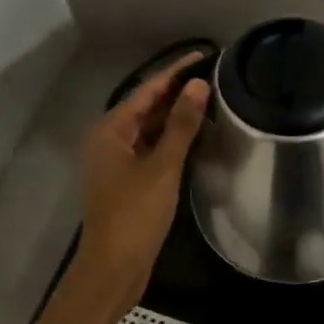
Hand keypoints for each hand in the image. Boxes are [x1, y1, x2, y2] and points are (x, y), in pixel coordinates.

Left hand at [71, 54, 211, 312]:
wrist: (114, 269)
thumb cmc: (135, 215)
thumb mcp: (162, 167)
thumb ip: (181, 125)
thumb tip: (198, 85)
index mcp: (110, 130)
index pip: (148, 89)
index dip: (176, 71)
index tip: (204, 54)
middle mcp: (109, 139)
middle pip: (146, 106)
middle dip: (177, 92)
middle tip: (214, 76)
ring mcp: (116, 161)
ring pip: (149, 128)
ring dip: (175, 116)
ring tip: (211, 100)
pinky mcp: (126, 180)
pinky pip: (150, 147)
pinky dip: (170, 139)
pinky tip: (195, 135)